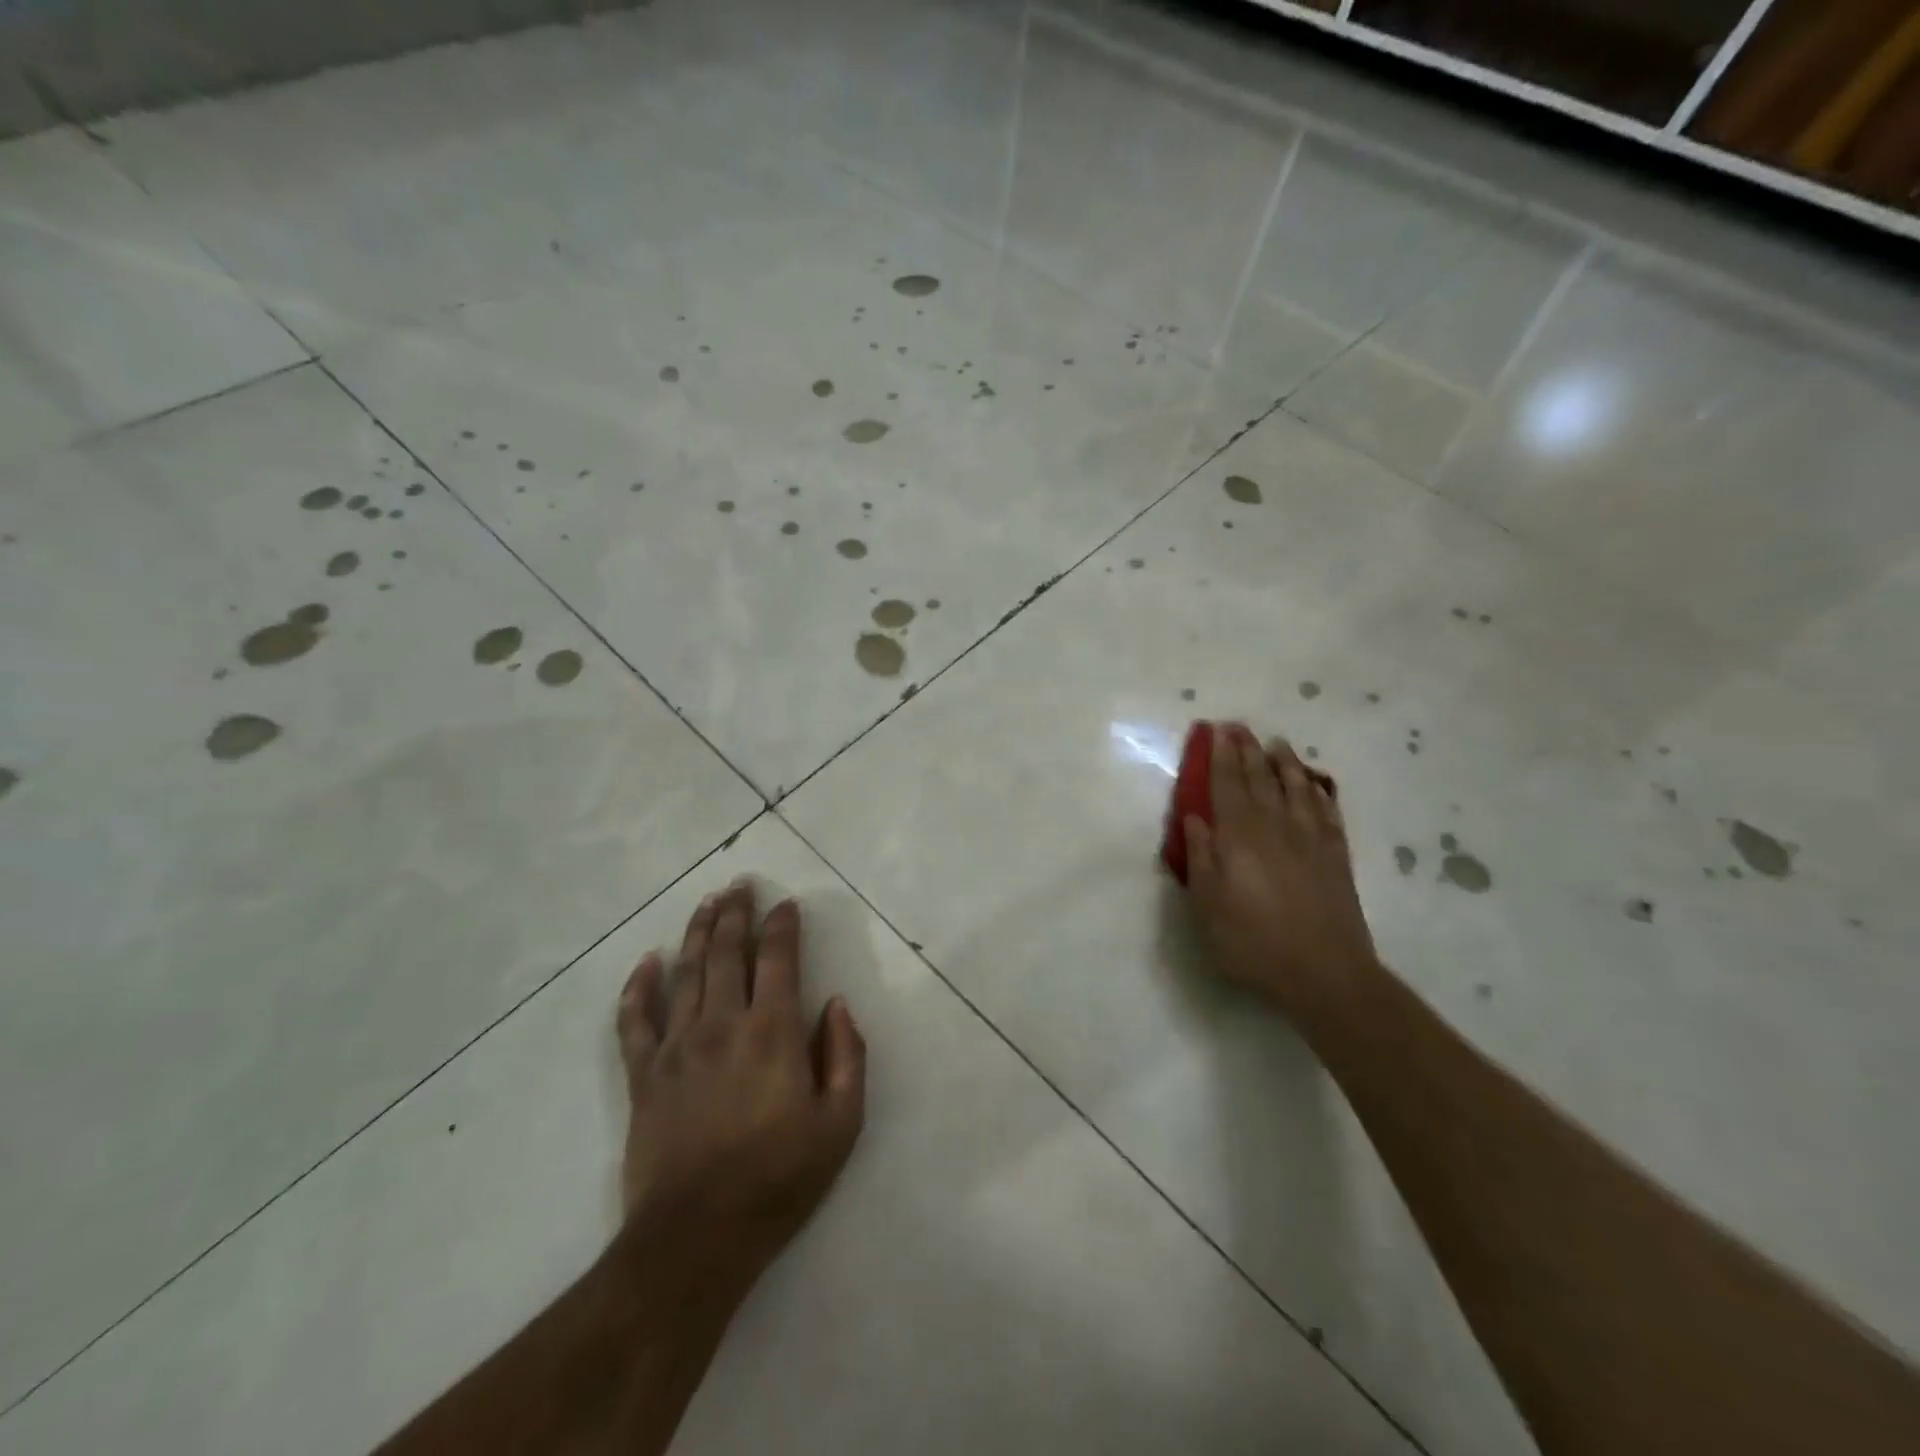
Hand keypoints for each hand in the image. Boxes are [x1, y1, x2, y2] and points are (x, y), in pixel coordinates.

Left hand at [616, 880, 865, 1288]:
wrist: (696, 1238)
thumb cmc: (779, 1180)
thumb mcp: (840, 1125)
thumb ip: (847, 1057)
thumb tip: (838, 1005)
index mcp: (773, 1032)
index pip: (778, 959)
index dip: (782, 926)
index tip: (786, 905)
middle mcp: (723, 1024)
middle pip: (727, 953)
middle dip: (736, 914)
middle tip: (740, 885)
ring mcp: (677, 1047)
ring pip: (686, 973)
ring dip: (697, 933)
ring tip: (706, 903)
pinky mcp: (643, 1075)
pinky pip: (635, 1021)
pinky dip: (638, 987)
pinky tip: (646, 961)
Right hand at [1181, 724, 1380, 1029]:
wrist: (1325, 973)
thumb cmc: (1253, 941)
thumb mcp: (1208, 905)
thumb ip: (1201, 857)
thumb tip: (1194, 817)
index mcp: (1240, 835)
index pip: (1228, 785)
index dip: (1222, 756)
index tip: (1218, 731)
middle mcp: (1275, 826)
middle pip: (1261, 779)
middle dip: (1249, 750)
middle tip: (1241, 727)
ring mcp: (1310, 839)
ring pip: (1297, 788)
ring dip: (1286, 763)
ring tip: (1278, 744)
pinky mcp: (1336, 856)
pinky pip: (1327, 811)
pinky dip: (1318, 792)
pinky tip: (1314, 785)